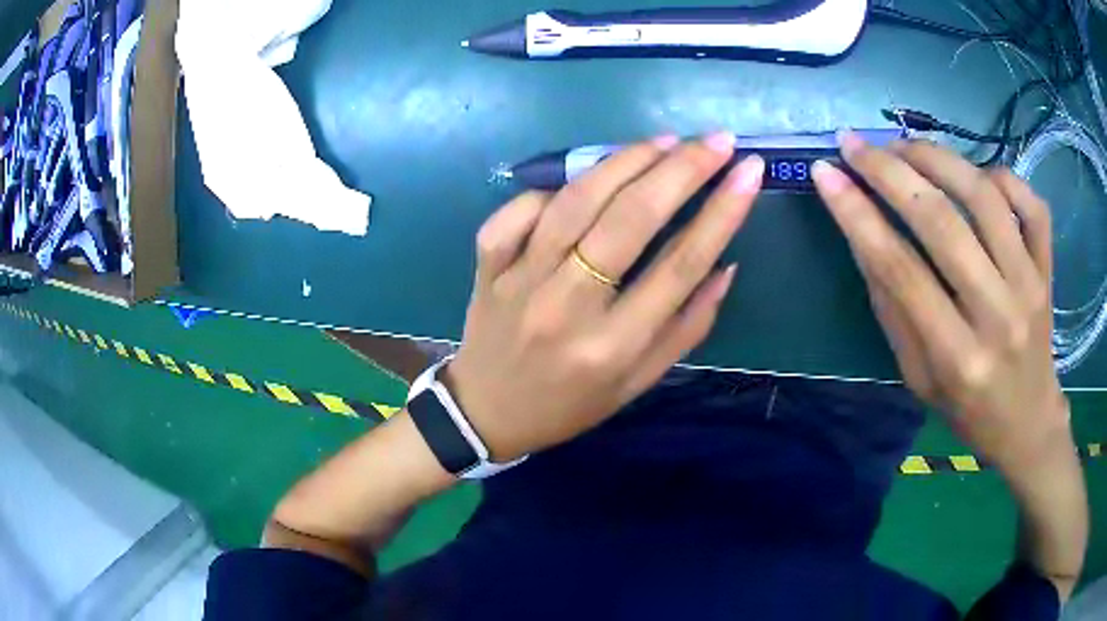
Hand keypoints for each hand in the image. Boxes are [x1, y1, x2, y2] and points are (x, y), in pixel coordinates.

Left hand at [445, 134, 764, 460]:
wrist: (488, 414)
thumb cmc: (571, 404)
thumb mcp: (639, 382)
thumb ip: (687, 328)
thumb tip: (725, 265)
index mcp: (613, 346)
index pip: (680, 264)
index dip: (722, 211)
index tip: (748, 171)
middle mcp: (568, 308)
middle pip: (631, 220)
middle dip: (681, 170)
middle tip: (715, 140)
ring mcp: (519, 282)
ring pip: (575, 203)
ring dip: (624, 162)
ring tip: (663, 142)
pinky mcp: (486, 267)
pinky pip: (516, 212)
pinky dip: (551, 190)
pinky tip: (582, 181)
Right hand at [813, 133, 1071, 473]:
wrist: (1027, 423)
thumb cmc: (967, 409)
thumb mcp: (917, 378)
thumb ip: (893, 308)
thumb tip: (863, 234)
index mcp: (956, 358)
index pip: (900, 270)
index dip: (857, 214)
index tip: (825, 173)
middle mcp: (997, 316)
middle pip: (942, 222)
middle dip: (889, 171)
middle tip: (855, 143)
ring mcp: (1030, 287)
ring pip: (985, 198)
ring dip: (937, 158)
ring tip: (904, 146)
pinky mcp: (1048, 270)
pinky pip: (1030, 204)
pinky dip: (1001, 176)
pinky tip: (977, 176)